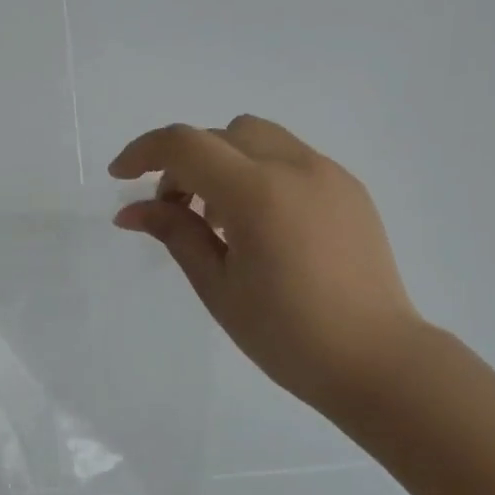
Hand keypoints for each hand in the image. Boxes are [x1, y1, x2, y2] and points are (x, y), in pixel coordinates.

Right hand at [109, 115, 420, 417]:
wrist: (375, 360)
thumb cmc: (286, 334)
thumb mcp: (217, 286)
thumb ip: (175, 234)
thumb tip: (131, 210)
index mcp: (258, 193)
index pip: (186, 145)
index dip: (143, 153)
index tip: (119, 177)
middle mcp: (297, 167)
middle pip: (221, 134)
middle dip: (184, 162)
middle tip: (173, 211)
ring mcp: (329, 174)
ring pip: (258, 138)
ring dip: (222, 163)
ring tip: (218, 220)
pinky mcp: (349, 189)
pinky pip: (290, 158)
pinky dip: (257, 173)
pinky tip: (258, 226)